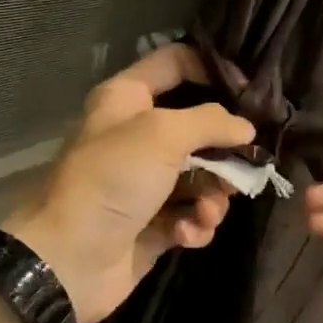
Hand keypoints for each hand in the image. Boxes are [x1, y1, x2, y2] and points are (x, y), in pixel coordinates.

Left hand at [6, 44, 255, 322]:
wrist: (70, 260)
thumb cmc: (112, 180)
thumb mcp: (162, 135)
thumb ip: (209, 122)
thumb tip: (245, 127)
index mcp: (127, 99)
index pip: (175, 63)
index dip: (213, 69)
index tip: (252, 92)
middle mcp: (136, 135)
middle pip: (198, 127)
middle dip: (223, 151)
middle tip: (243, 166)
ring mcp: (145, 182)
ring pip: (201, 177)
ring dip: (212, 196)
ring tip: (205, 212)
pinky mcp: (154, 223)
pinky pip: (191, 215)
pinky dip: (194, 225)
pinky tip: (185, 235)